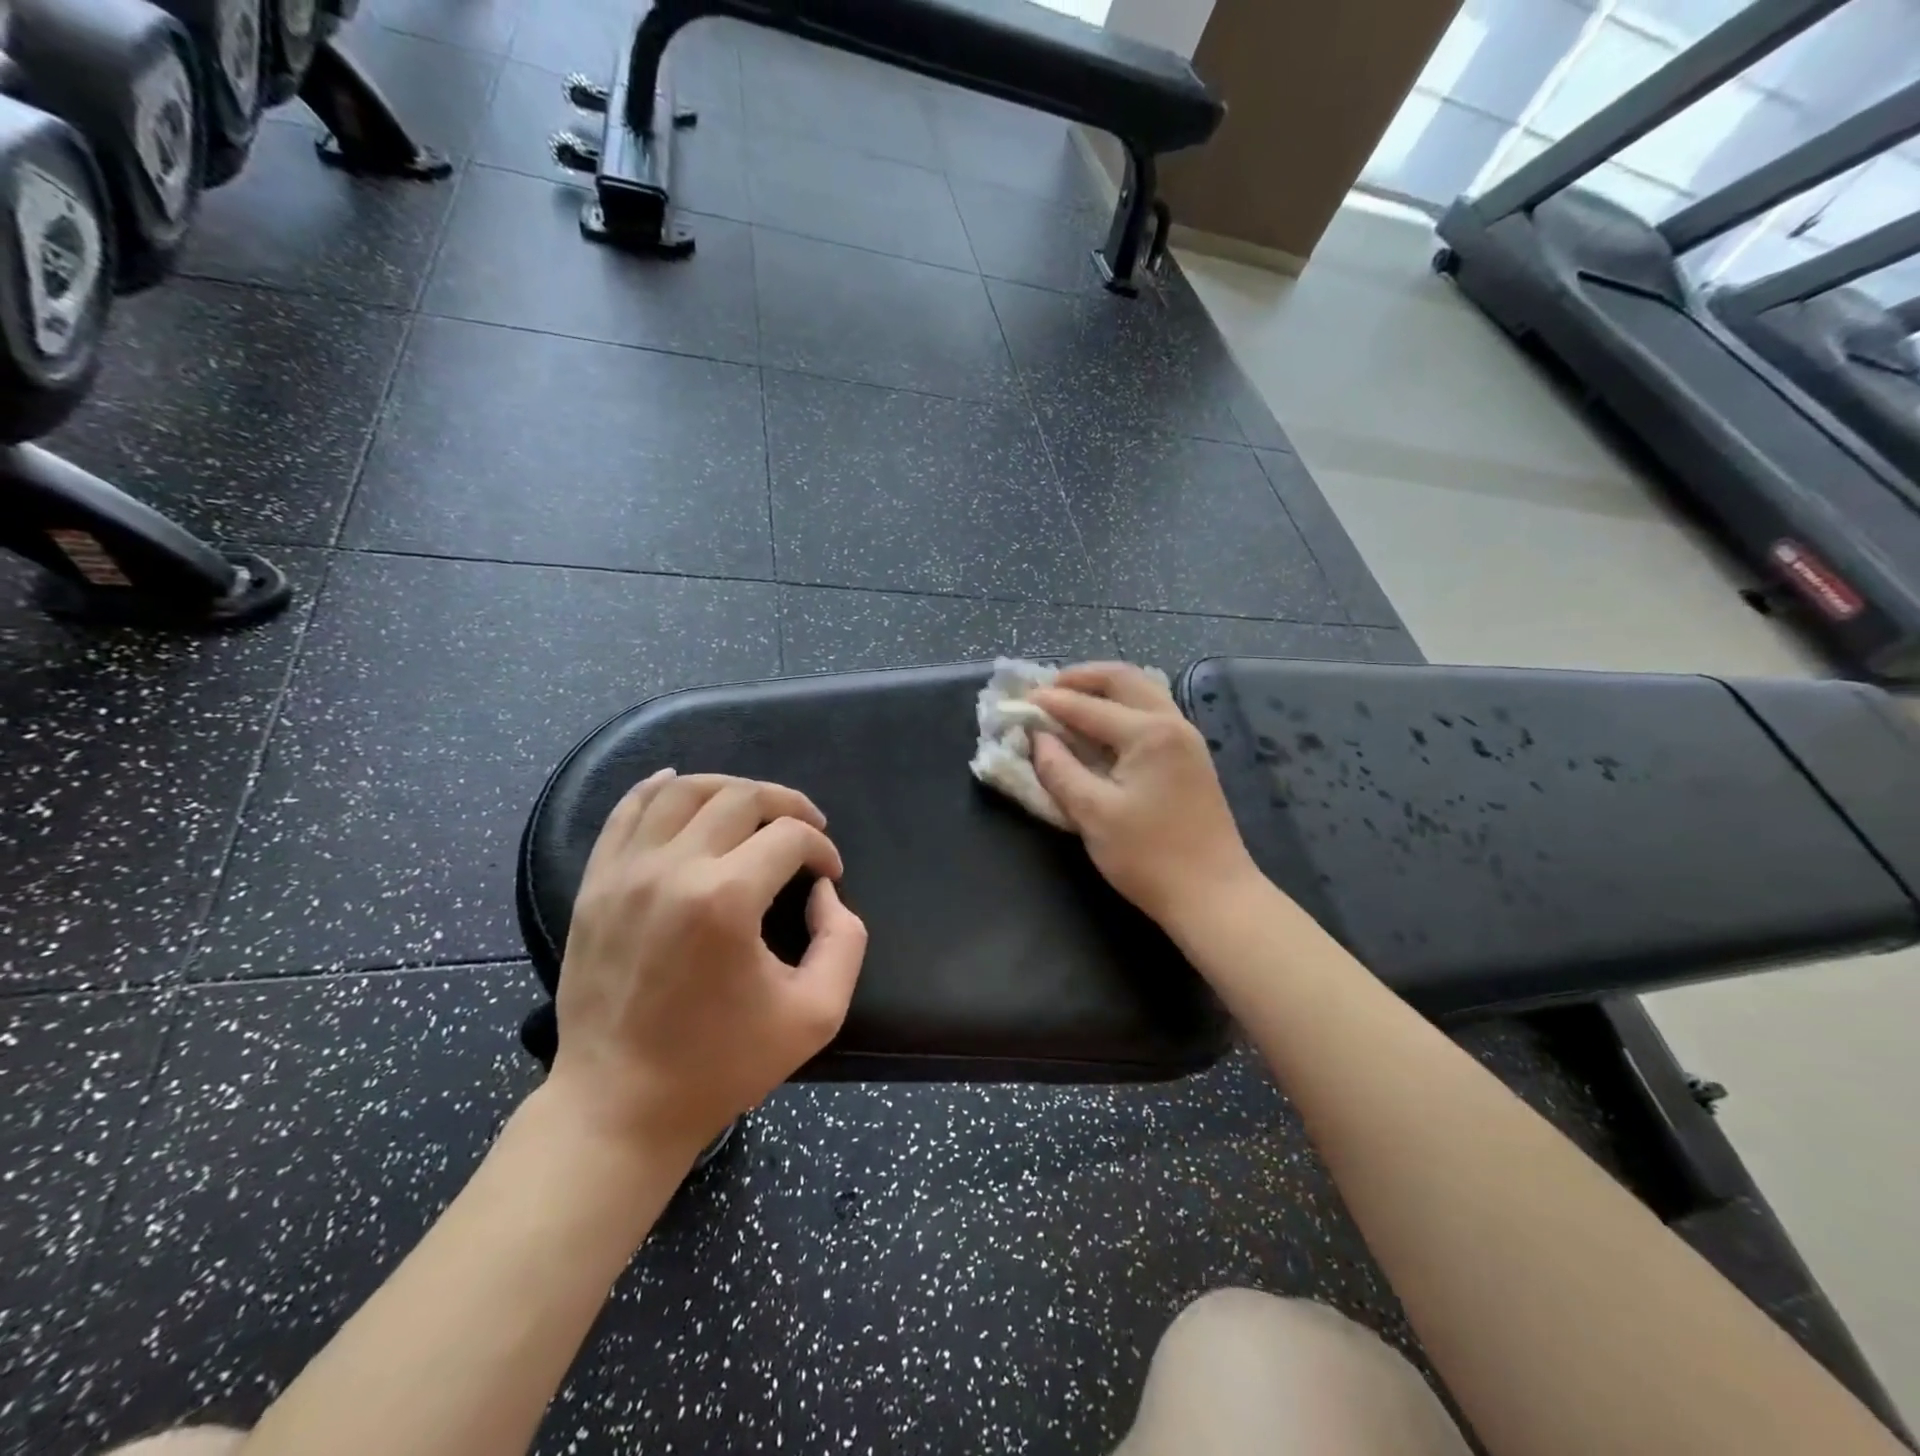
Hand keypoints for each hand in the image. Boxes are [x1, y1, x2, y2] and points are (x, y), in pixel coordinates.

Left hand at [547, 770, 867, 1164]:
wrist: (619, 1105)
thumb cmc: (722, 1063)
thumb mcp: (816, 1013)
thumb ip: (845, 940)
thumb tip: (823, 891)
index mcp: (726, 900)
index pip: (790, 836)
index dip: (822, 848)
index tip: (829, 875)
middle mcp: (672, 870)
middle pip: (741, 796)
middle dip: (787, 804)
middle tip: (806, 828)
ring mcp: (625, 872)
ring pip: (683, 790)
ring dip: (730, 787)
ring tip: (754, 807)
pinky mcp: (595, 884)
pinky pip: (626, 811)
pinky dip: (658, 788)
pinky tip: (679, 783)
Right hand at [1029, 664, 1262, 932]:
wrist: (1214, 895)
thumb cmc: (1149, 857)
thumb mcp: (1093, 815)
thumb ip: (1059, 770)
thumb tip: (1037, 738)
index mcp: (1149, 733)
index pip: (1088, 707)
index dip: (1049, 703)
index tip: (1017, 702)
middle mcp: (1172, 723)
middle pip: (1123, 679)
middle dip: (1081, 678)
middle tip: (1046, 689)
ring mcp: (1186, 739)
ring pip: (1142, 692)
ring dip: (1103, 689)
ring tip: (1069, 701)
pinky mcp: (1190, 757)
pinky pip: (1152, 712)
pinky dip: (1121, 707)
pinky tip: (1101, 726)